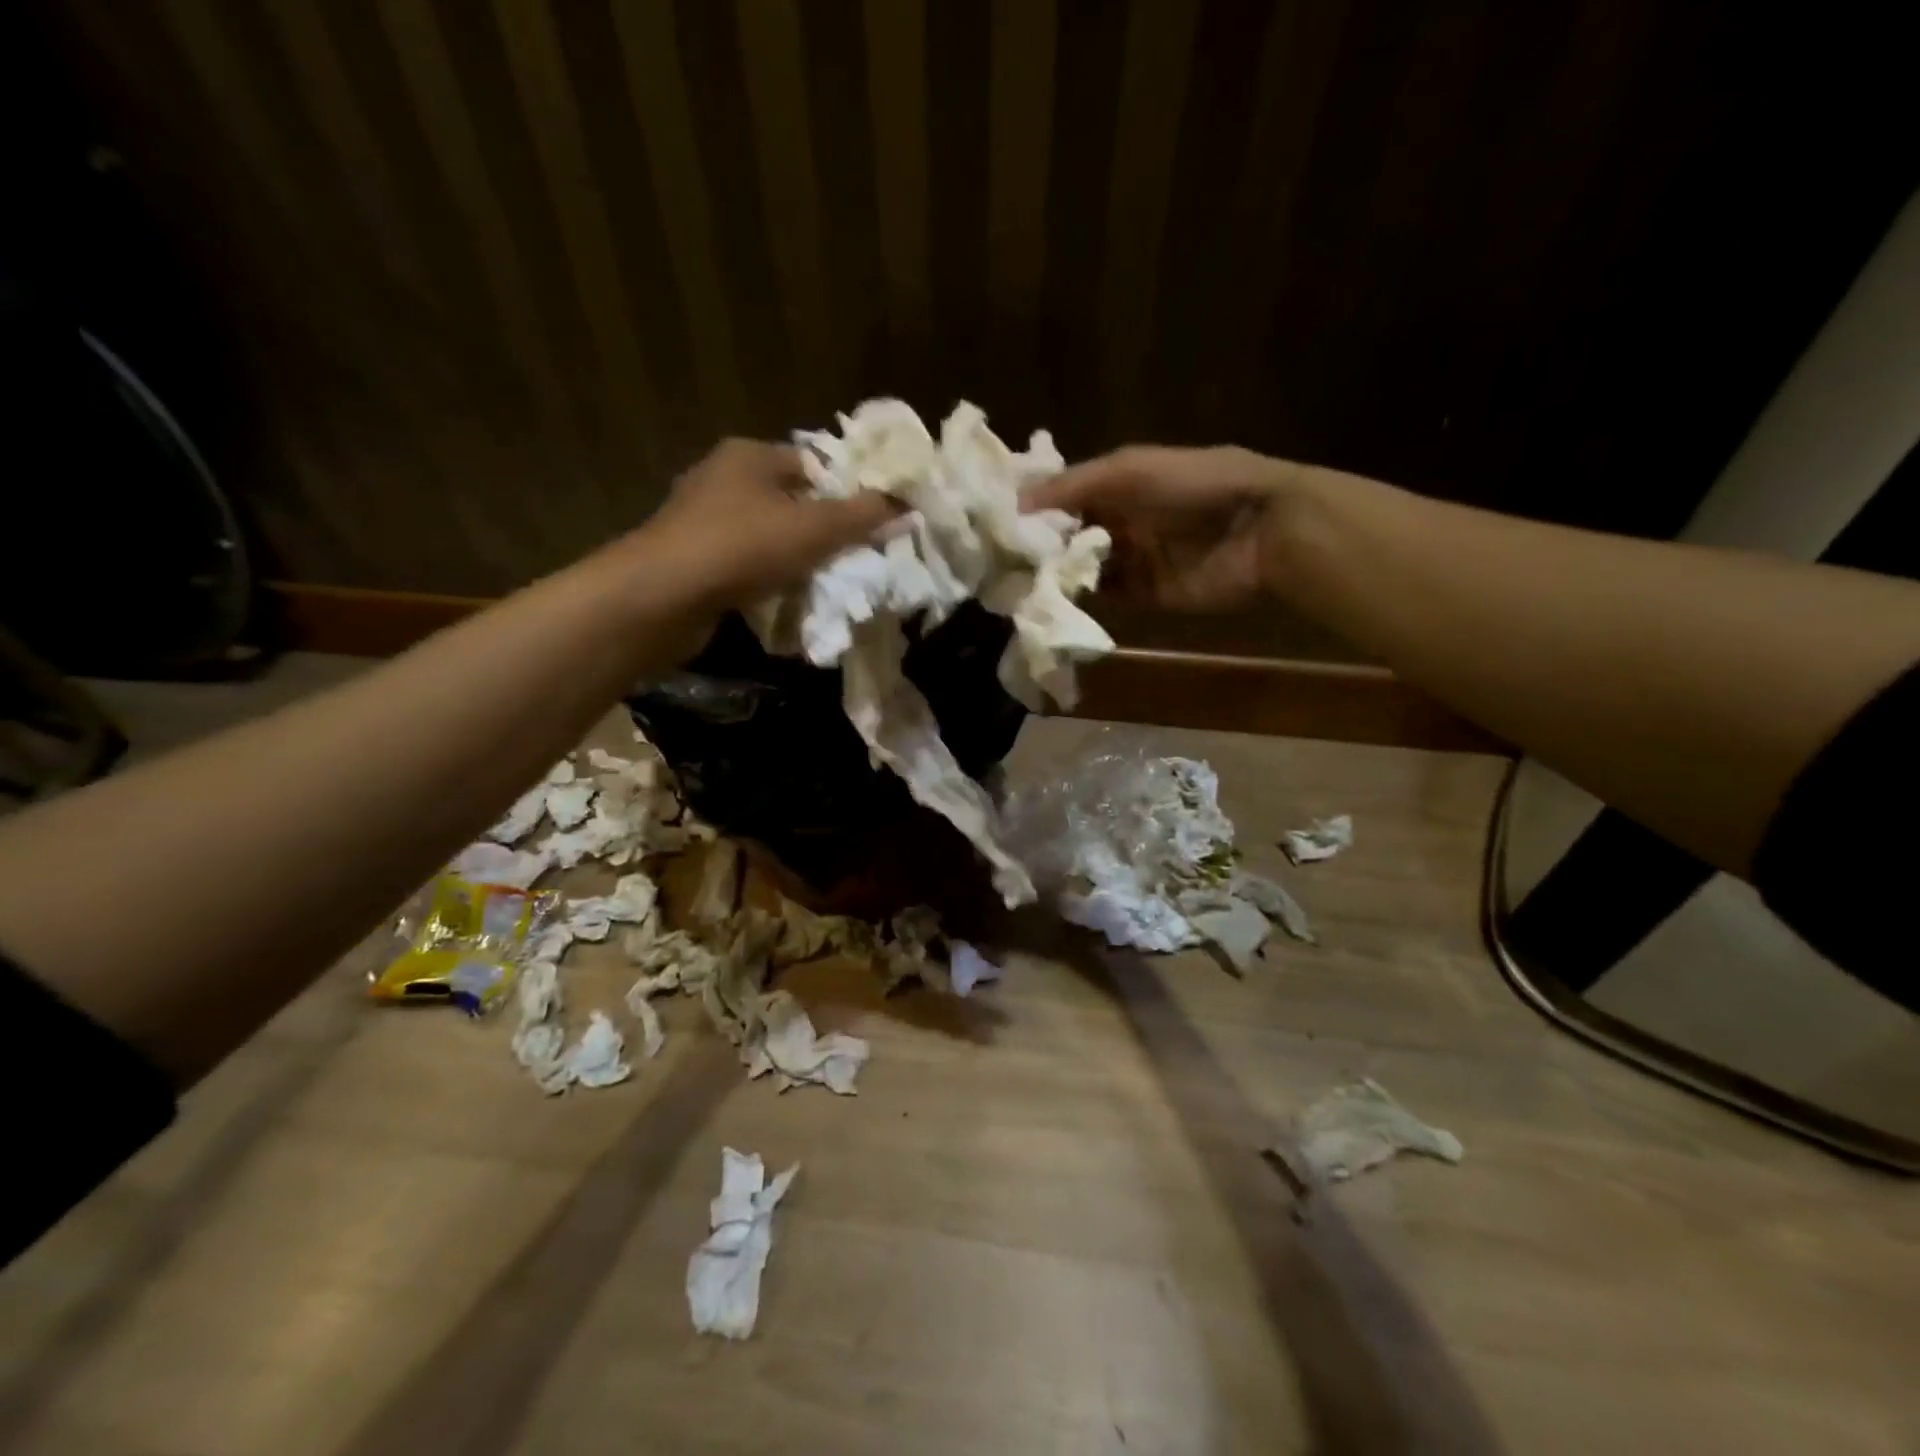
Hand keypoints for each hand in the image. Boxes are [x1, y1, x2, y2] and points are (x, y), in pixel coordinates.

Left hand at [642, 438, 900, 607]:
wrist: (664, 596)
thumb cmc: (744, 547)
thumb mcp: (815, 529)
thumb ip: (862, 516)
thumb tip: (906, 505)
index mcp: (750, 455)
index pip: (812, 463)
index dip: (846, 490)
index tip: (871, 523)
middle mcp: (722, 478)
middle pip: (790, 500)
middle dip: (822, 530)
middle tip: (855, 557)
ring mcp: (702, 519)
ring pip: (767, 535)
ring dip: (794, 558)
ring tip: (825, 582)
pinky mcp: (692, 558)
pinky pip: (744, 563)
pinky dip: (766, 578)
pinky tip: (784, 598)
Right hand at [1023, 445, 1308, 610]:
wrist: (1262, 530)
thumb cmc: (1197, 486)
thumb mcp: (1131, 470)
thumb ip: (1075, 485)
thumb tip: (1017, 501)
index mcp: (1122, 483)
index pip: (1067, 495)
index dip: (1036, 506)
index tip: (997, 521)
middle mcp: (1124, 520)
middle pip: (1072, 534)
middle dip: (1041, 545)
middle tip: (1000, 559)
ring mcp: (1136, 559)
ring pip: (1085, 568)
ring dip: (1058, 573)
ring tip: (1017, 583)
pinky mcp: (1147, 595)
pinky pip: (1107, 597)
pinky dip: (1084, 598)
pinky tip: (1053, 600)